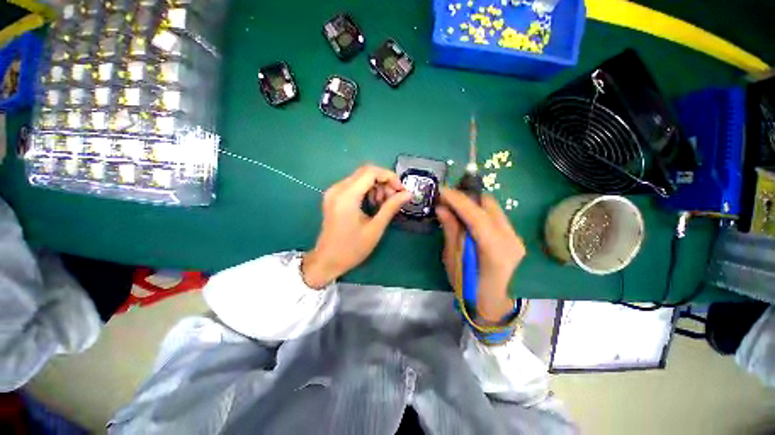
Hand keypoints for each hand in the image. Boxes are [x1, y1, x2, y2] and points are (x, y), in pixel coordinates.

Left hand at [302, 165, 410, 288]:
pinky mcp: (334, 196)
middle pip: (366, 172)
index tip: (401, 190)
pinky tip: (372, 204)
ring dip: (376, 187)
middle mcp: (338, 188)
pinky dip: (367, 190)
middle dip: (384, 182)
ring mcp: (334, 192)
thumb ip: (391, 207)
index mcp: (347, 196)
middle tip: (394, 198)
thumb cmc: (352, 248)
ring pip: (360, 177)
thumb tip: (408, 193)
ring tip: (383, 204)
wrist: (327, 260)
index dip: (390, 177)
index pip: (371, 172)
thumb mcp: (375, 228)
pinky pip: (354, 185)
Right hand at [436, 188, 525, 322]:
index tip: (442, 190)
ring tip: (453, 204)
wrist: (495, 307)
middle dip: (466, 196)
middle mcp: (511, 239)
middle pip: (489, 205)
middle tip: (446, 197)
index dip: (458, 200)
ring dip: (472, 202)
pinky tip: (466, 215)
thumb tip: (442, 208)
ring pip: (493, 208)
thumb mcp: (454, 261)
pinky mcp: (513, 237)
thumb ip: (451, 232)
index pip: (477, 215)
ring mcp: (515, 237)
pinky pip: (494, 216)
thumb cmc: (469, 289)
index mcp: (495, 250)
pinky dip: (479, 211)